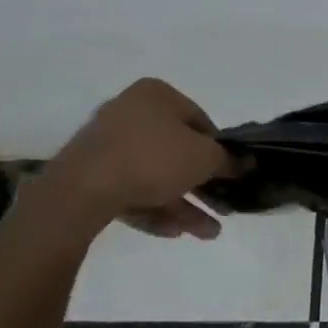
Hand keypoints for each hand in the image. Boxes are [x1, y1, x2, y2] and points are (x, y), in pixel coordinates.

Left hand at [24, 79, 237, 244]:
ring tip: (208, 233)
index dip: (219, 150)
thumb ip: (228, 160)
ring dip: (183, 204)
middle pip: (176, 151)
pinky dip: (153, 208)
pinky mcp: (90, 175)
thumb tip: (246, 162)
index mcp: (155, 95)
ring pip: (155, 175)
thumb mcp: (204, 158)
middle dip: (202, 186)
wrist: (81, 191)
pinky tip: (173, 232)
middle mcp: (129, 112)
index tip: (229, 174)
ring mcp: (106, 144)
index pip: (199, 120)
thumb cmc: (152, 159)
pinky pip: (130, 189)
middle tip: (222, 209)